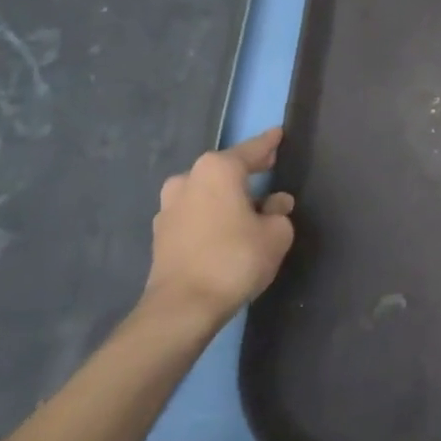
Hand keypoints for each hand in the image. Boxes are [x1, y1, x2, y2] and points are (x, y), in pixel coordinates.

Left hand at [141, 128, 295, 330]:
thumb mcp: (276, 234)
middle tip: (268, 169)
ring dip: (225, 196)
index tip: (279, 134)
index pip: (251, 150)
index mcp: (218, 170)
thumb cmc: (235, 259)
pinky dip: (211, 216)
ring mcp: (169, 206)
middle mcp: (189, 179)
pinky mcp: (160, 233)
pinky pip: (195, 214)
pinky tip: (225, 230)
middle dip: (246, 171)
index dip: (269, 144)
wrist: (183, 306)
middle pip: (224, 170)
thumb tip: (274, 204)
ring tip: (247, 208)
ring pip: (206, 192)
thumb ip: (279, 213)